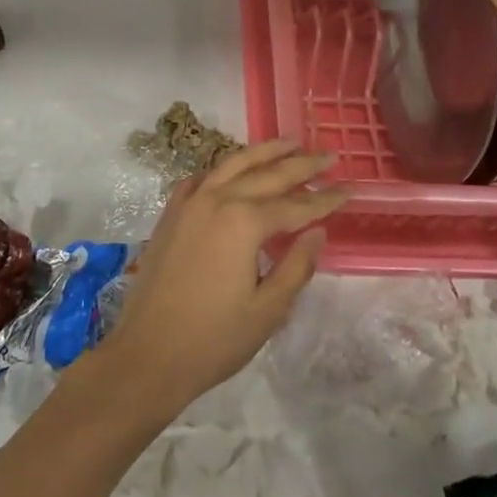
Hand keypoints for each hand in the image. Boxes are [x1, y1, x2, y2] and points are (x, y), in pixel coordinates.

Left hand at [96, 141, 348, 417]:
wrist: (146, 354)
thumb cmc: (213, 339)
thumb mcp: (268, 310)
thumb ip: (297, 266)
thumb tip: (318, 232)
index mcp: (243, 222)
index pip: (295, 206)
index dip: (325, 199)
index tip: (350, 189)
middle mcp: (216, 200)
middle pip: (267, 175)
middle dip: (301, 165)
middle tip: (329, 155)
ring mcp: (189, 203)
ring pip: (232, 165)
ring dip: (263, 152)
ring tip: (289, 143)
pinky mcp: (170, 215)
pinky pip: (200, 179)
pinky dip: (222, 169)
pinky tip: (233, 170)